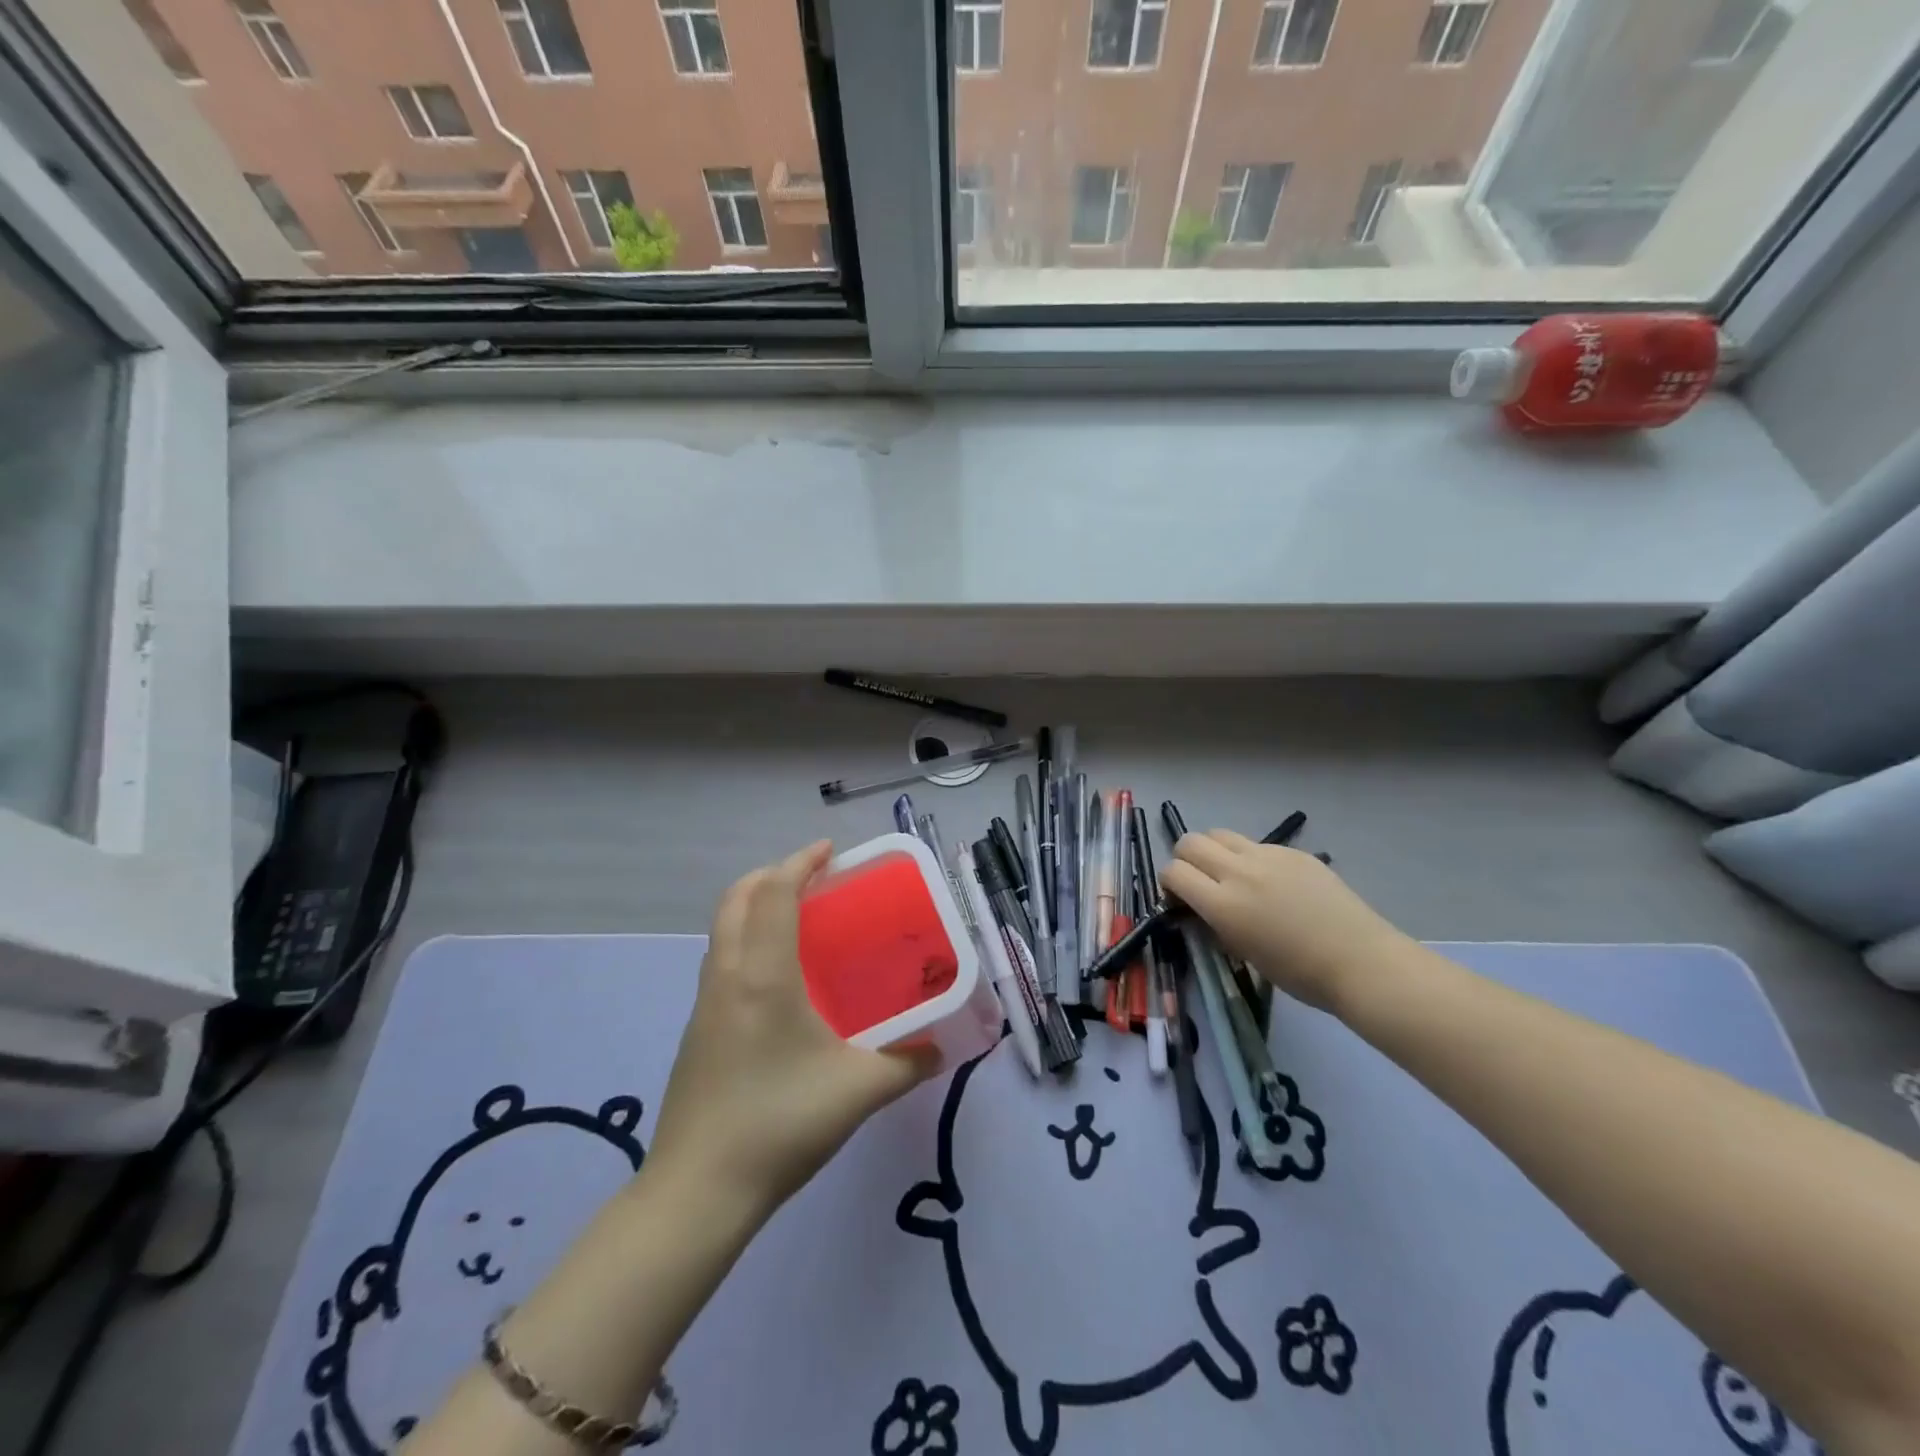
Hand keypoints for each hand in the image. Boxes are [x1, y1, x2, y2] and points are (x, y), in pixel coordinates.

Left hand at [648, 842, 942, 1217]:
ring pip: (723, 929)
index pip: (772, 893)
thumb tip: (940, 1049)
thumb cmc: (779, 1125)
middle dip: (771, 875)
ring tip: (798, 921)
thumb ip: (907, 1064)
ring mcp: (704, 1004)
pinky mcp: (696, 1031)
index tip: (829, 852)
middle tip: (813, 880)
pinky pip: (721, 961)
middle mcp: (726, 976)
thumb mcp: (858, 1092)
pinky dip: (746, 940)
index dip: (799, 863)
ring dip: (754, 906)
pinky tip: (778, 981)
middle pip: (736, 899)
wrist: (697, 1192)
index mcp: (762, 976)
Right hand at [1160, 830, 1409, 1013]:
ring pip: (1219, 834)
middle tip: (1198, 882)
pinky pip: (1255, 844)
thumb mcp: (1243, 951)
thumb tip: (1202, 907)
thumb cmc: (1299, 973)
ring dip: (1213, 851)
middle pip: (1189, 842)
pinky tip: (1270, 882)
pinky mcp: (1292, 852)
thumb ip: (1216, 921)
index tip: (1179, 899)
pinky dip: (1249, 857)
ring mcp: (1268, 856)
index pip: (1173, 872)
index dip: (1168, 883)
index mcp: (1223, 904)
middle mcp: (1239, 872)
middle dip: (1184, 859)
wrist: (1360, 961)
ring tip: (1229, 874)